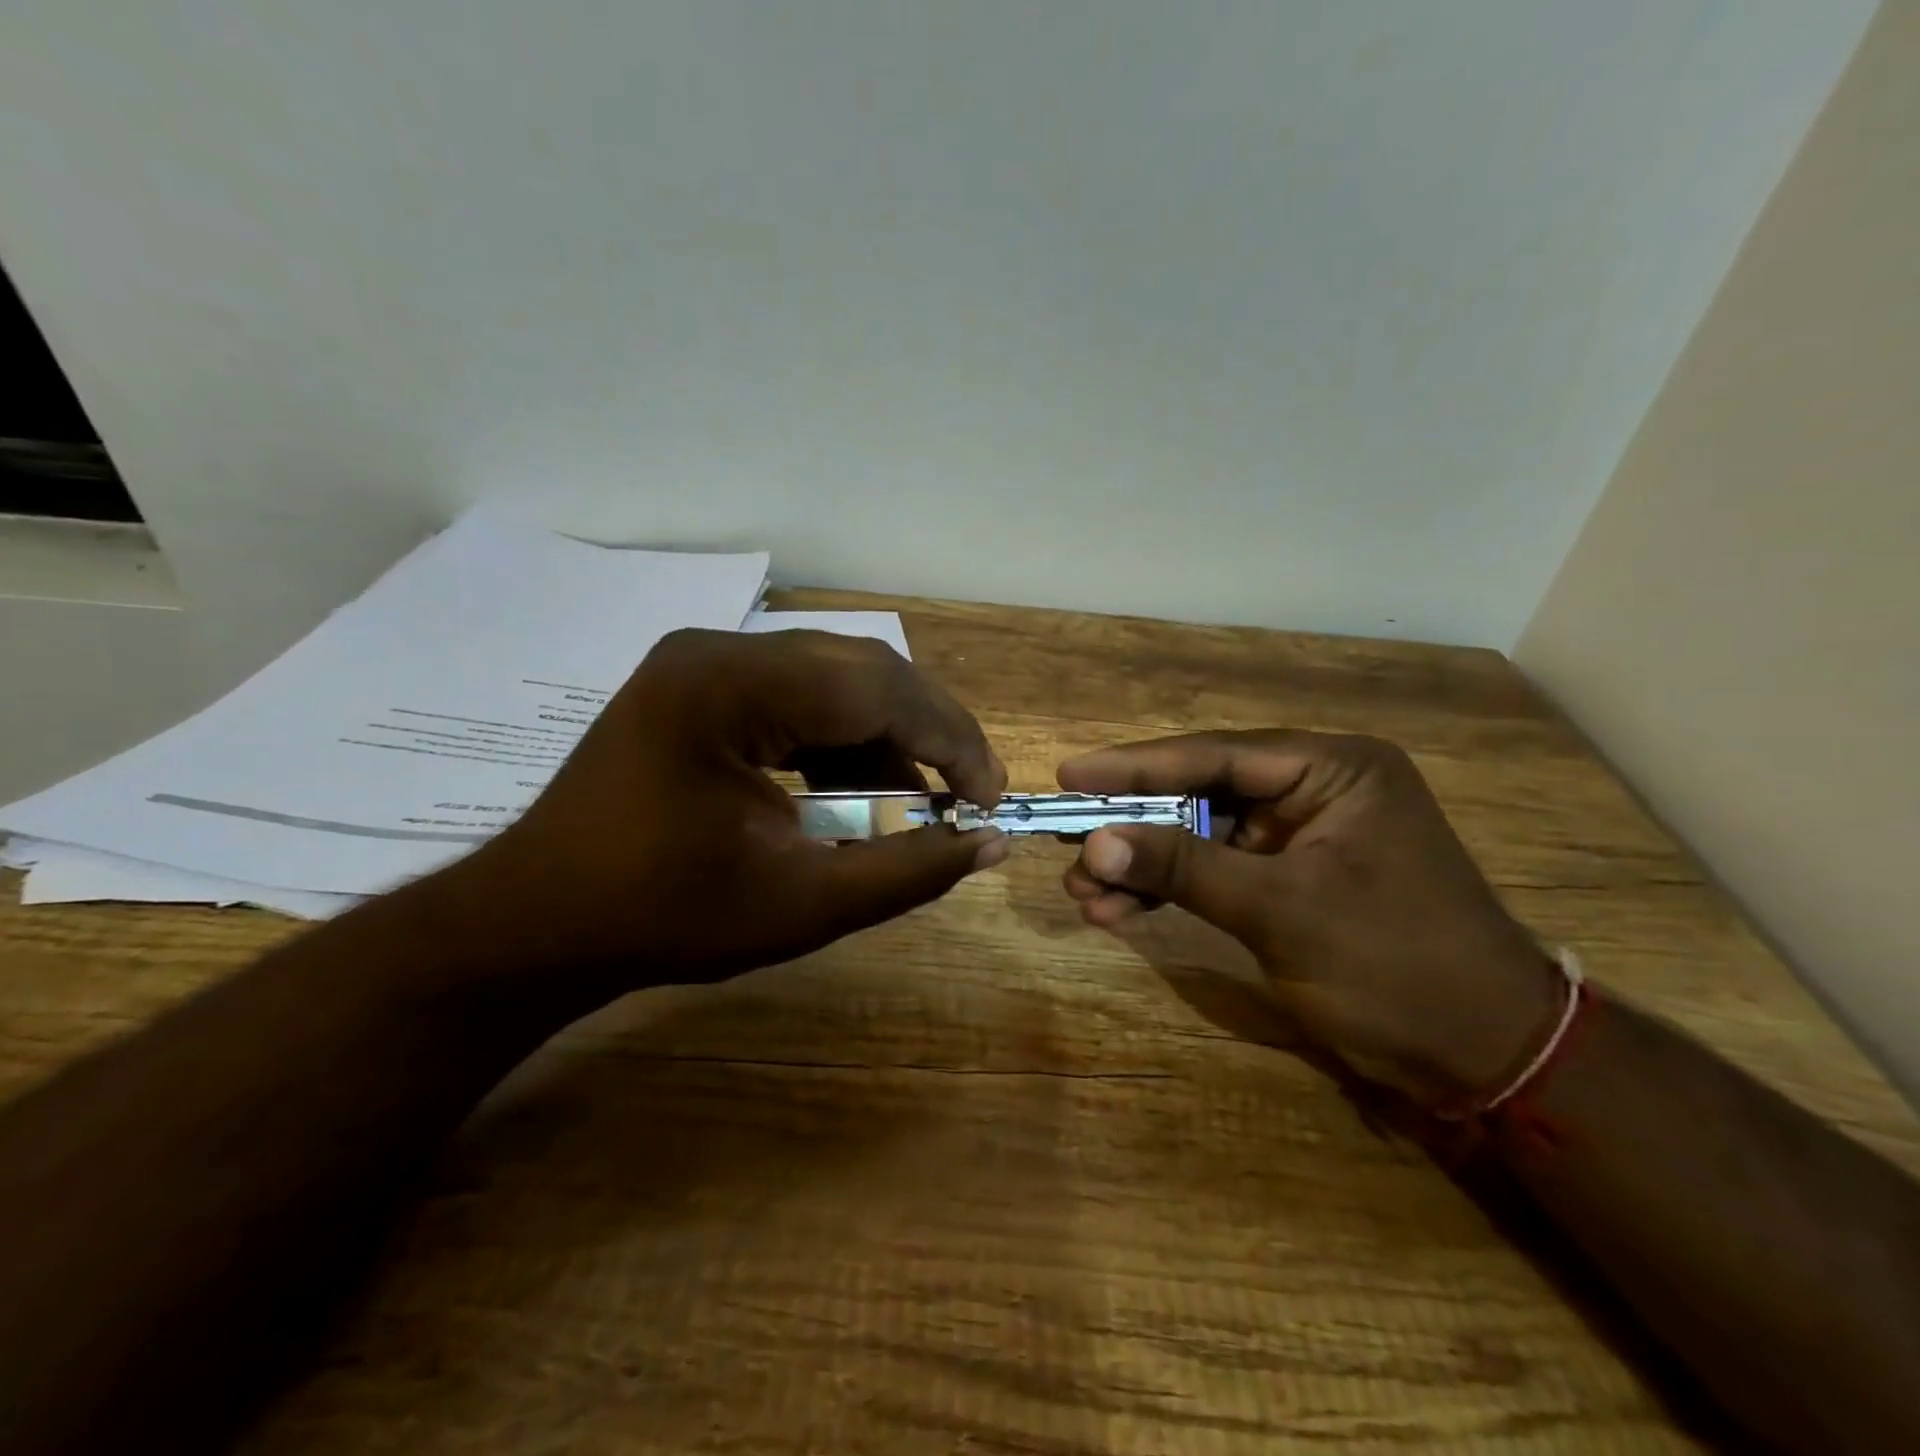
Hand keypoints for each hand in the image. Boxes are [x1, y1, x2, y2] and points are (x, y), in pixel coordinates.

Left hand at [443, 629, 1009, 984]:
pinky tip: (857, 792)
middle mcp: (721, 651)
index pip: (876, 689)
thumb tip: (992, 843)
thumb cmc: (662, 920)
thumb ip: (908, 870)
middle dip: (926, 733)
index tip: (990, 797)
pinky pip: (799, 698)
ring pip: (835, 681)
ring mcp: (705, 662)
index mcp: (732, 687)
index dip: (949, 740)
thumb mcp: (802, 904)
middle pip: (861, 671)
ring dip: (886, 738)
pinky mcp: (701, 686)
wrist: (536, 925)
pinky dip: (841, 743)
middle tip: (969, 793)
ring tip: (918, 802)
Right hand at [1057, 731, 1562, 1107]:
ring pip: (1199, 837)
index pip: (1216, 755)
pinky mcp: (1287, 881)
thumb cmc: (1396, 965)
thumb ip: (1185, 867)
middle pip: (1199, 795)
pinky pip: (1213, 874)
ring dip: (1143, 865)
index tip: (1071, 773)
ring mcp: (1298, 837)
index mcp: (1333, 769)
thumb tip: (1095, 841)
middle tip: (1067, 842)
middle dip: (1134, 826)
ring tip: (1082, 891)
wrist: (1482, 1058)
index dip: (1136, 766)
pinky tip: (1118, 911)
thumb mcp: (1282, 910)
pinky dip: (1169, 891)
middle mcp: (1314, 790)